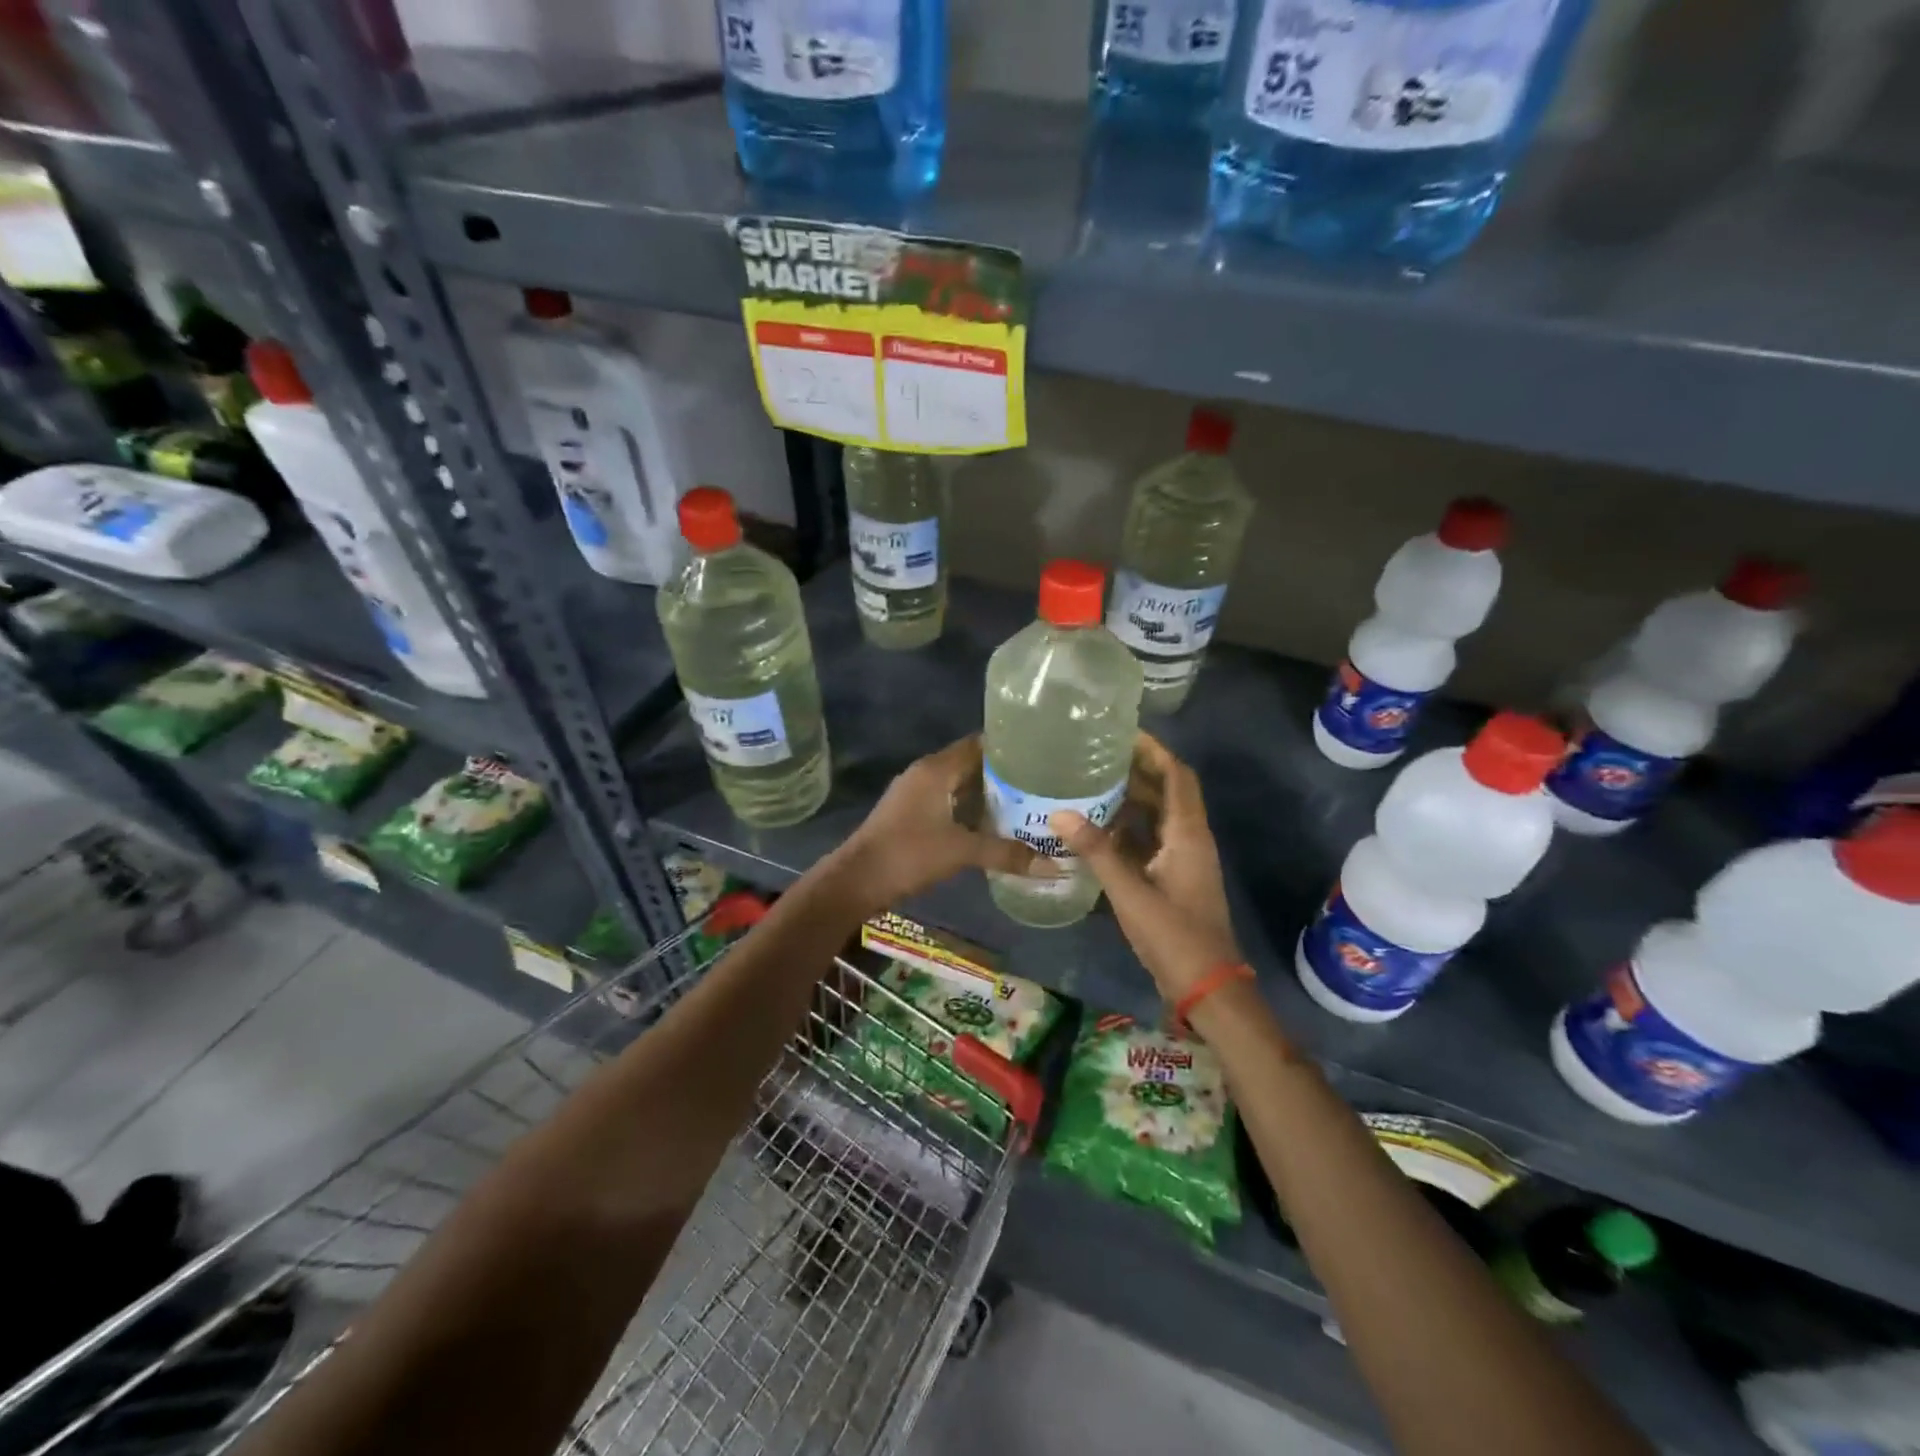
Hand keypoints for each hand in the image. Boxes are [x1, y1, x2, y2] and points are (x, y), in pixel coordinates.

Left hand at [828, 736, 1051, 912]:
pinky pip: (948, 801)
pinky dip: (969, 808)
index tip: (1042, 755)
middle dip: (1004, 773)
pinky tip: (992, 825)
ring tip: (1026, 803)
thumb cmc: (908, 854)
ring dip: (986, 793)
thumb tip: (1053, 865)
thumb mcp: (961, 852)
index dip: (1010, 748)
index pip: (979, 744)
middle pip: (971, 763)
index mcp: (936, 769)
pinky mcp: (910, 814)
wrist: (856, 880)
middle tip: (1041, 783)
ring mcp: (915, 794)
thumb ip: (1006, 853)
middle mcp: (925, 773)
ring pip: (959, 784)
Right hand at [1051, 733, 1240, 1003]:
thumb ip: (1096, 851)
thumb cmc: (1174, 936)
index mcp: (1188, 834)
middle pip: (1169, 791)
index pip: (1177, 776)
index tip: (1123, 733)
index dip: (1154, 751)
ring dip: (1132, 799)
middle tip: (1097, 756)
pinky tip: (1099, 829)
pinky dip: (1130, 828)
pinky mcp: (1176, 879)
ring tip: (1092, 784)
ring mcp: (1185, 860)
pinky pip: (1153, 840)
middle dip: (1138, 770)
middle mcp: (1191, 839)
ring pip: (1160, 817)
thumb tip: (1060, 812)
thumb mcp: (1129, 892)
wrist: (1208, 987)